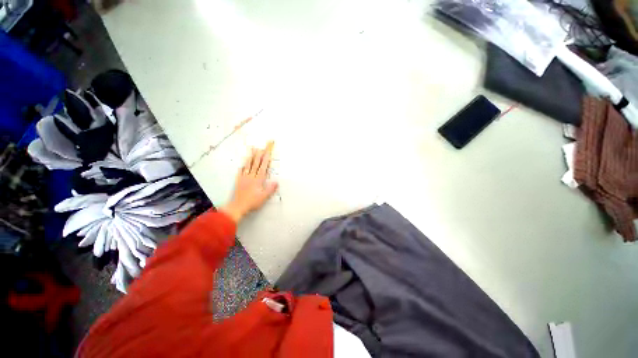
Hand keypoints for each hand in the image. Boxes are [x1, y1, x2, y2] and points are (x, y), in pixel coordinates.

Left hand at [221, 142, 278, 222]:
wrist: (238, 206)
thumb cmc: (252, 202)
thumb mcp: (264, 197)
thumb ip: (270, 189)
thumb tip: (276, 182)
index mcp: (258, 180)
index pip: (263, 167)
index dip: (266, 159)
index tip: (268, 152)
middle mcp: (251, 177)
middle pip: (256, 164)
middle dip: (259, 155)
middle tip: (261, 147)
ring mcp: (244, 178)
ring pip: (248, 165)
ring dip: (251, 157)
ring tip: (252, 150)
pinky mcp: (238, 181)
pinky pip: (240, 171)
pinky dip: (242, 166)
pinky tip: (243, 164)